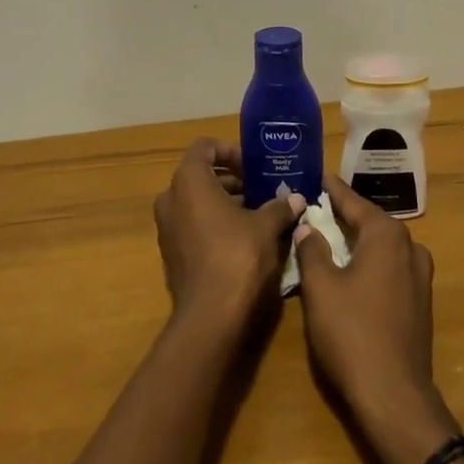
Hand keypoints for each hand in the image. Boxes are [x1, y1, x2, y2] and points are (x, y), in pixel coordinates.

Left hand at [154, 139, 302, 328]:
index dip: (230, 151)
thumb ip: (280, 207)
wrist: (211, 316)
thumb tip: (297, 198)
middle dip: (231, 179)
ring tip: (257, 213)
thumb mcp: (266, 227)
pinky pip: (192, 225)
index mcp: (189, 182)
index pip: (204, 148)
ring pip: (196, 202)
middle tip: (261, 190)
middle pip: (200, 175)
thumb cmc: (238, 257)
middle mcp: (171, 199)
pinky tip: (243, 237)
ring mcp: (167, 228)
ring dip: (224, 202)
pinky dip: (214, 223)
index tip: (254, 167)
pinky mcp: (172, 253)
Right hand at [297, 176, 456, 463]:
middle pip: (371, 222)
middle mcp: (410, 248)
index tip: (316, 176)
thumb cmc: (351, 332)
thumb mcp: (320, 287)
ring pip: (382, 246)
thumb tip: (307, 226)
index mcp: (386, 236)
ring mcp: (419, 277)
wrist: (393, 394)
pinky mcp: (419, 302)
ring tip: (330, 233)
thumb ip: (312, 250)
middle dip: (344, 213)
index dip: (332, 190)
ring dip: (358, 238)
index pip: (354, 202)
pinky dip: (368, 260)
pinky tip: (350, 268)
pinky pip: (389, 267)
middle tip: (316, 204)